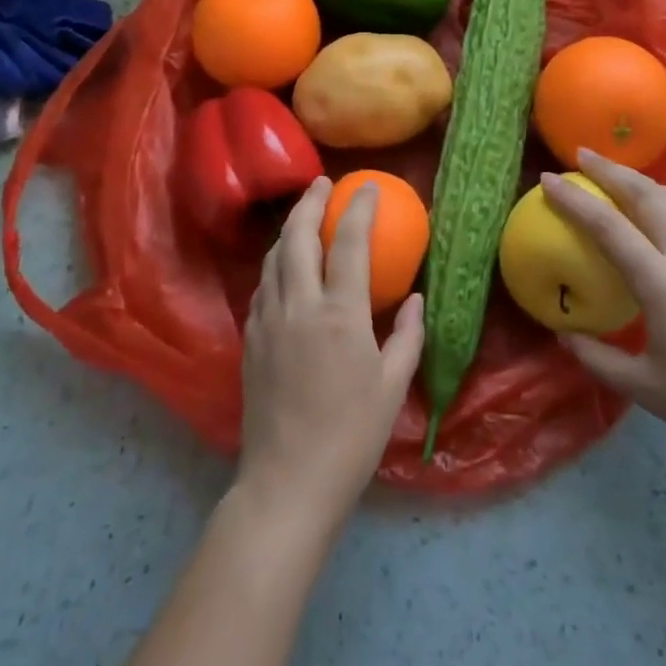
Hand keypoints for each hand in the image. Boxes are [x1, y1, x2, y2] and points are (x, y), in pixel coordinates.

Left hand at [235, 177, 423, 535]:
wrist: (287, 482)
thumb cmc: (351, 438)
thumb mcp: (392, 387)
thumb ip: (406, 335)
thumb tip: (415, 299)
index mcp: (339, 315)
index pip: (348, 244)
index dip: (358, 208)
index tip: (367, 186)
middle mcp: (299, 306)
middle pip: (298, 236)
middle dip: (310, 202)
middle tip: (323, 183)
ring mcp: (268, 320)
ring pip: (274, 257)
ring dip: (289, 229)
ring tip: (303, 216)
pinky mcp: (250, 338)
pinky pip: (263, 285)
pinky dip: (276, 263)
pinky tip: (285, 267)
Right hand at [543, 151, 665, 471]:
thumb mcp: (643, 387)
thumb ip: (597, 357)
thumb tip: (564, 335)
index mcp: (662, 283)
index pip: (608, 227)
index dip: (574, 199)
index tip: (549, 178)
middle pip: (647, 196)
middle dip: (612, 170)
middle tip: (583, 155)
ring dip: (643, 181)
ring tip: (619, 175)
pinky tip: (663, 214)